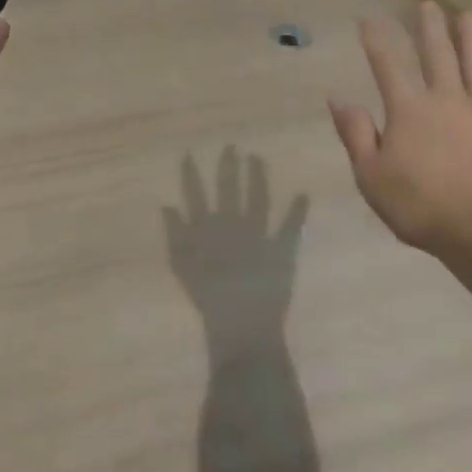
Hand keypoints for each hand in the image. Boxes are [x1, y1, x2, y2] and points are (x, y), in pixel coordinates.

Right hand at [162, 148, 308, 337]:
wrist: (241, 325)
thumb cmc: (208, 299)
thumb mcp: (183, 267)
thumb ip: (175, 235)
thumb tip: (168, 206)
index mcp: (208, 230)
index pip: (197, 196)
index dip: (192, 175)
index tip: (190, 155)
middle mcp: (233, 225)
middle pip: (230, 189)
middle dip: (229, 167)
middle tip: (231, 146)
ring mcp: (259, 235)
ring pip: (257, 199)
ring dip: (257, 178)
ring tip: (257, 158)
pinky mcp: (281, 249)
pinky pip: (290, 226)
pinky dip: (297, 211)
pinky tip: (303, 194)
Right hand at [328, 1, 471, 256]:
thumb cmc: (419, 206)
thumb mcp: (371, 175)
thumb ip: (356, 134)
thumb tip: (339, 98)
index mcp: (410, 110)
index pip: (389, 65)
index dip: (377, 40)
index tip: (369, 18)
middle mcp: (447, 102)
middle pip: (438, 57)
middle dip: (430, 29)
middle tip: (428, 3)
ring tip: (470, 15)